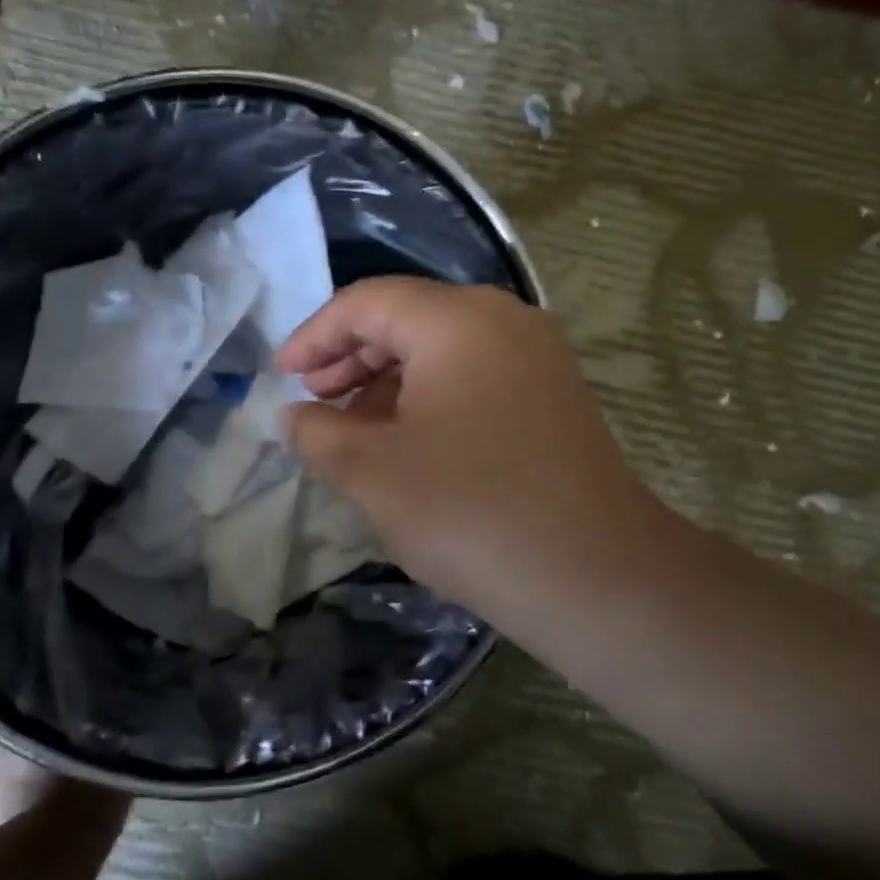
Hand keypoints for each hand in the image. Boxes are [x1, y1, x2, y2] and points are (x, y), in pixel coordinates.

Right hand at [278, 278, 666, 630]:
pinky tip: (409, 440)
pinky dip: (431, 396)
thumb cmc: (470, 513)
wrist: (597, 576)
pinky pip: (477, 373)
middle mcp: (503, 319)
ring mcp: (538, 355)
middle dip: (350, 356)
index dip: (315, 336)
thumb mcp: (373, 473)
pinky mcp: (555, 393)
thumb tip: (294, 416)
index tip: (282, 377)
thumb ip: (318, 433)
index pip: (366, 302)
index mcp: (456, 320)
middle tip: (313, 401)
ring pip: (443, 347)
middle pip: (407, 318)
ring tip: (353, 428)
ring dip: (389, 380)